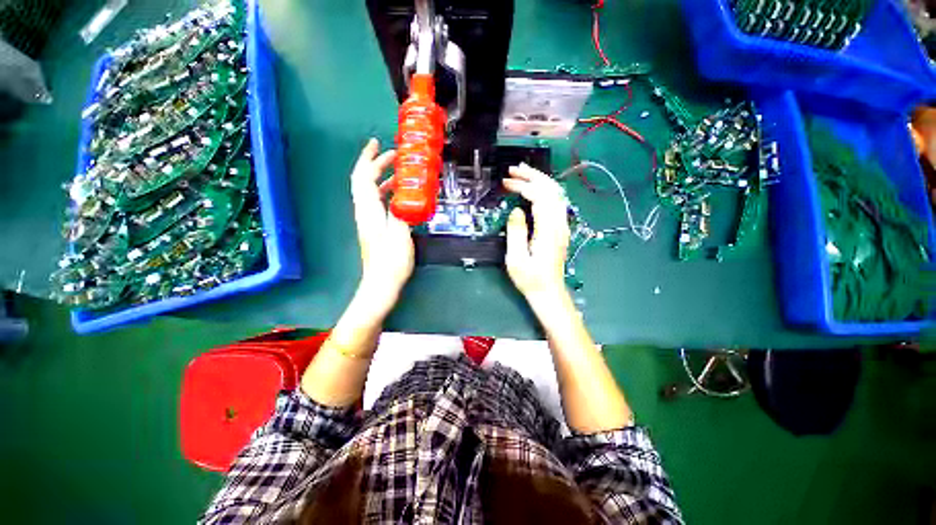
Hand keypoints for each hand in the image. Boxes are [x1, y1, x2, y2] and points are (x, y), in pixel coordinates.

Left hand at [350, 138, 413, 316]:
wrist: (381, 284)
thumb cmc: (391, 262)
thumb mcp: (400, 235)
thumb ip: (402, 213)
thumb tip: (403, 196)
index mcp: (369, 211)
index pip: (362, 177)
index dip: (368, 158)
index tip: (376, 143)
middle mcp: (365, 213)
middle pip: (364, 181)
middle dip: (377, 165)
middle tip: (394, 156)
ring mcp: (369, 221)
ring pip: (371, 192)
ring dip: (383, 179)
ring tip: (400, 173)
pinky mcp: (375, 228)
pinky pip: (378, 203)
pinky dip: (387, 193)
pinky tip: (400, 196)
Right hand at [503, 163, 570, 305]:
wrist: (548, 292)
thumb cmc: (530, 279)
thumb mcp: (516, 259)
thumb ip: (516, 233)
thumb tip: (516, 211)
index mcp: (547, 231)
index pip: (540, 197)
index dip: (524, 186)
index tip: (507, 183)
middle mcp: (559, 225)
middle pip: (551, 190)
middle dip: (533, 176)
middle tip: (514, 170)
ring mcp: (562, 226)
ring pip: (556, 195)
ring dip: (540, 181)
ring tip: (523, 174)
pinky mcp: (560, 230)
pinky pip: (556, 203)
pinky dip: (545, 191)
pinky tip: (535, 190)